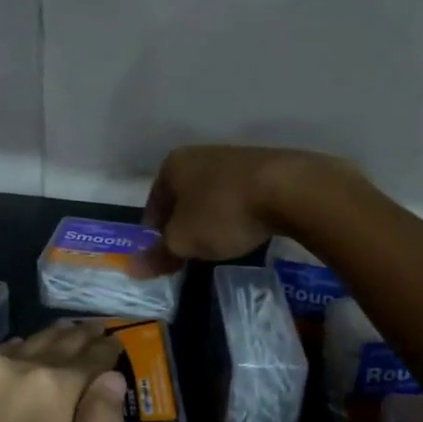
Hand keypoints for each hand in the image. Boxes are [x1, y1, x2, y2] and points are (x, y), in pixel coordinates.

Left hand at [0, 322, 127, 421]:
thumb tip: (111, 379)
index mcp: (46, 390)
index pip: (87, 359)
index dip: (104, 350)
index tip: (114, 340)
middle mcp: (1, 370)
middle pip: (46, 345)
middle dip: (73, 338)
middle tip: (89, 327)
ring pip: (6, 352)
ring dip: (34, 347)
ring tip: (52, 338)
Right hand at [140, 144, 355, 272]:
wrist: (290, 189)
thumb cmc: (223, 212)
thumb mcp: (184, 240)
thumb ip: (159, 254)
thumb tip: (132, 268)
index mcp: (173, 165)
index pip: (153, 203)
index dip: (154, 232)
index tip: (163, 255)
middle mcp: (200, 154)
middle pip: (183, 197)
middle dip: (184, 224)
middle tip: (190, 252)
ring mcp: (234, 157)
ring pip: (212, 194)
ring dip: (212, 218)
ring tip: (220, 244)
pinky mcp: (265, 166)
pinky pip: (241, 195)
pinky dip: (239, 212)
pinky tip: (248, 229)